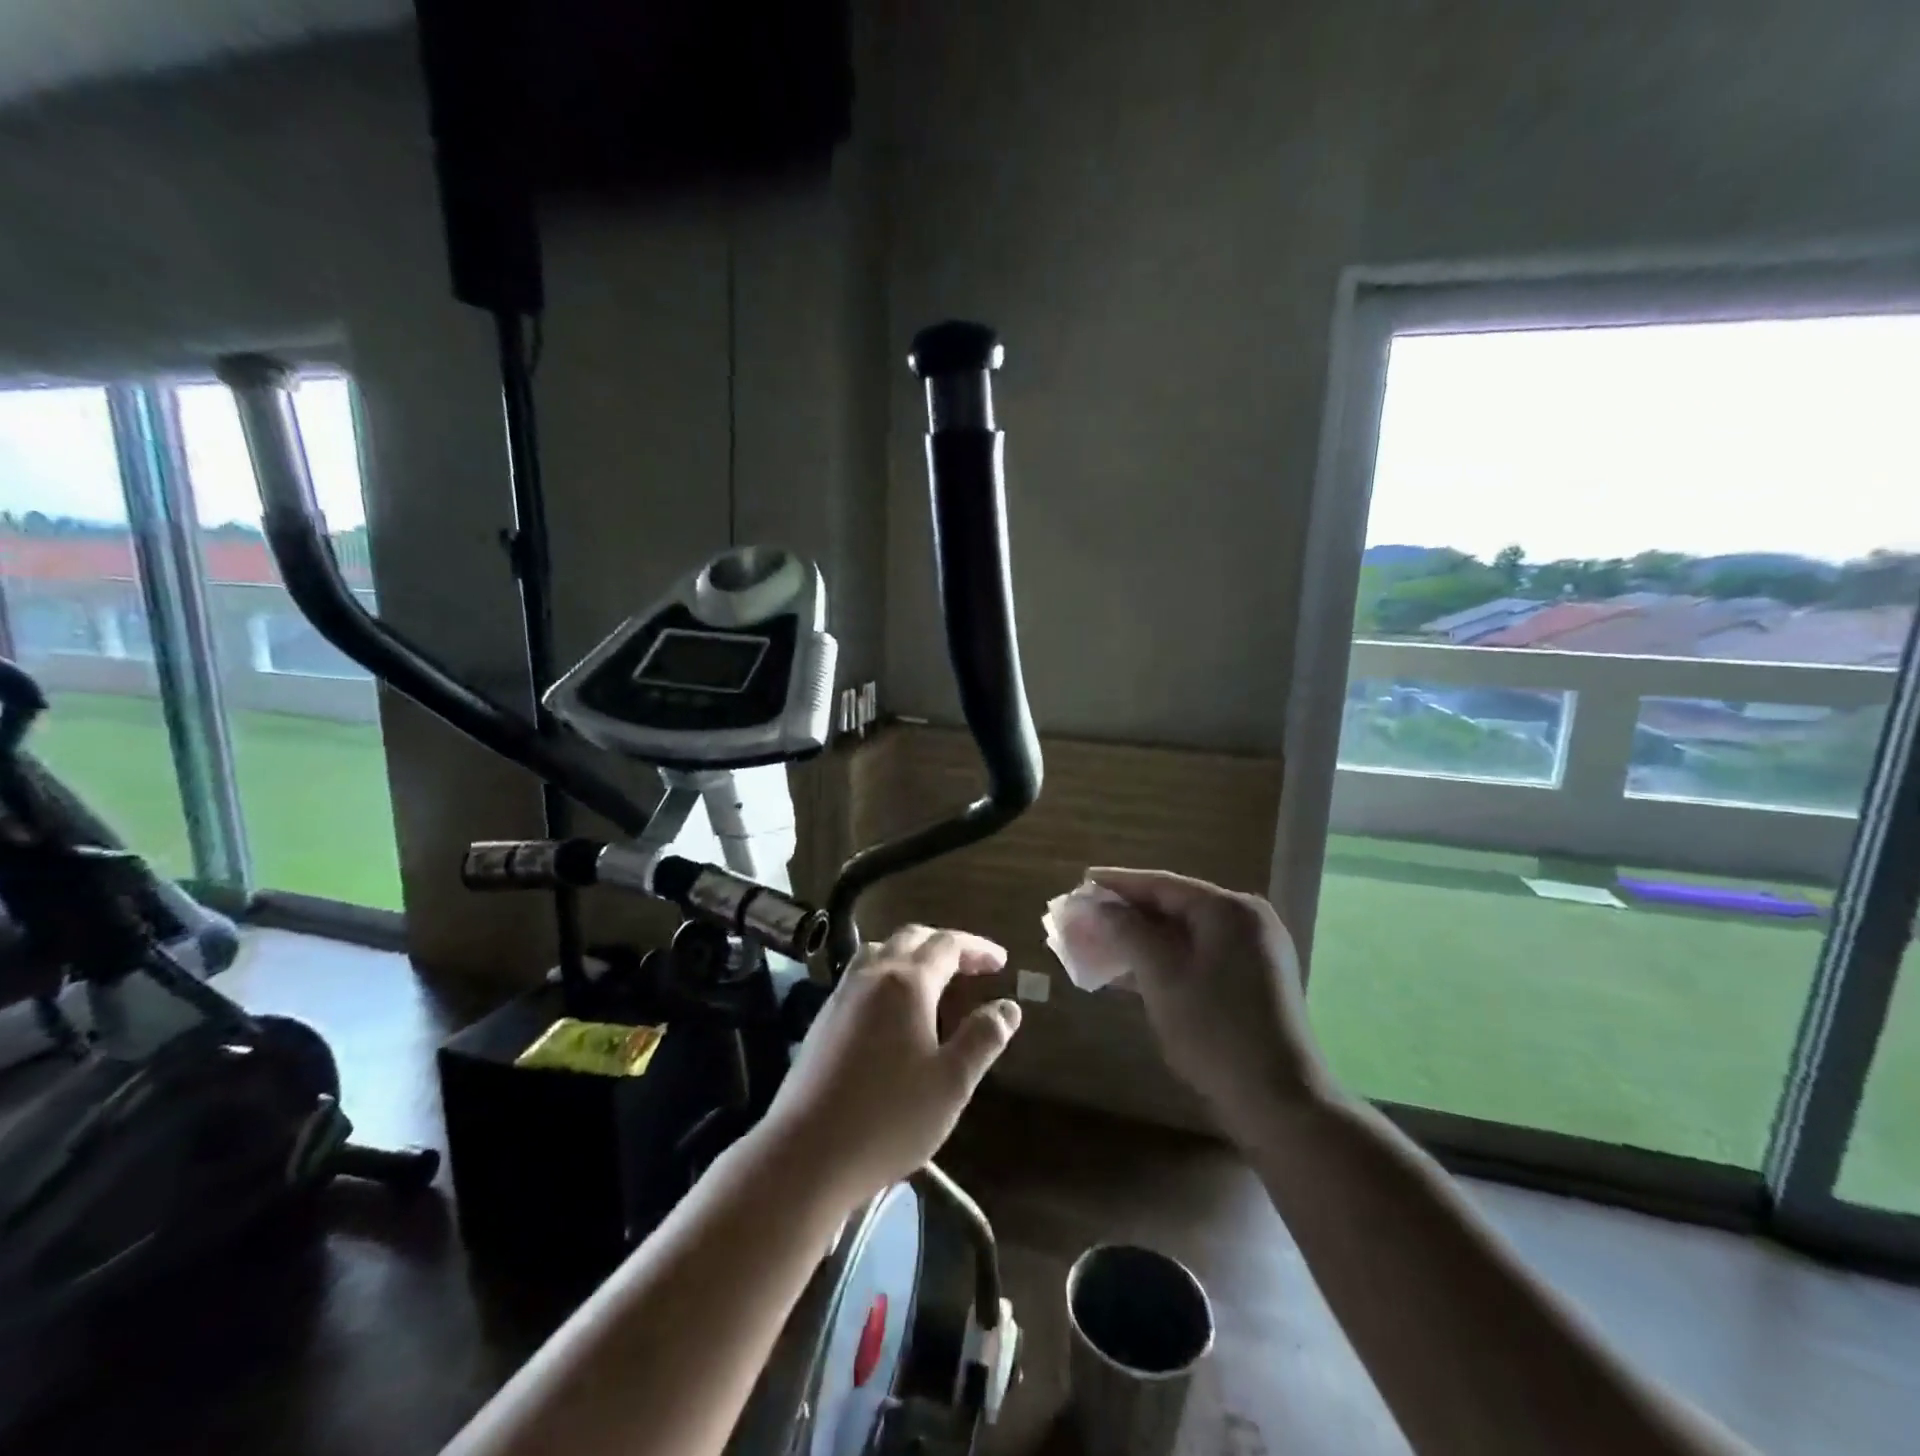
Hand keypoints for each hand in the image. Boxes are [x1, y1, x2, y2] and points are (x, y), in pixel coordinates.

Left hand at [760, 925, 1021, 1207]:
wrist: (806, 1153)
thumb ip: (983, 1038)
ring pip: (880, 951)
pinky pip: (861, 974)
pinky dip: (887, 972)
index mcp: (907, 982)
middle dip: (945, 945)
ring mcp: (842, 995)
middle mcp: (871, 975)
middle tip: (972, 965)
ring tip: (933, 977)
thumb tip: (1009, 1007)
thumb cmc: (889, 1118)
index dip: (977, 948)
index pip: (948, 945)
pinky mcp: (823, 1018)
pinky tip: (893, 1007)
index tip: (1001, 962)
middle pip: (911, 938)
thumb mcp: (951, 1082)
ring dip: (912, 953)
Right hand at [1081, 868, 1334, 1140]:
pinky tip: (1127, 973)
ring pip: (1184, 934)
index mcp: (1229, 910)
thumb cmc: (1215, 1030)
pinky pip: (1197, 956)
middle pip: (1174, 906)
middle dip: (1127, 913)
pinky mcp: (1251, 981)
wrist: (1280, 1102)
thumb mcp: (1162, 976)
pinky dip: (1163, 960)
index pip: (1163, 884)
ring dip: (1141, 939)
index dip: (1118, 883)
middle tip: (1085, 915)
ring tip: (1098, 942)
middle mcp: (1245, 921)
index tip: (1081, 882)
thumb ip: (1127, 932)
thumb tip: (1099, 907)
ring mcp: (1252, 952)